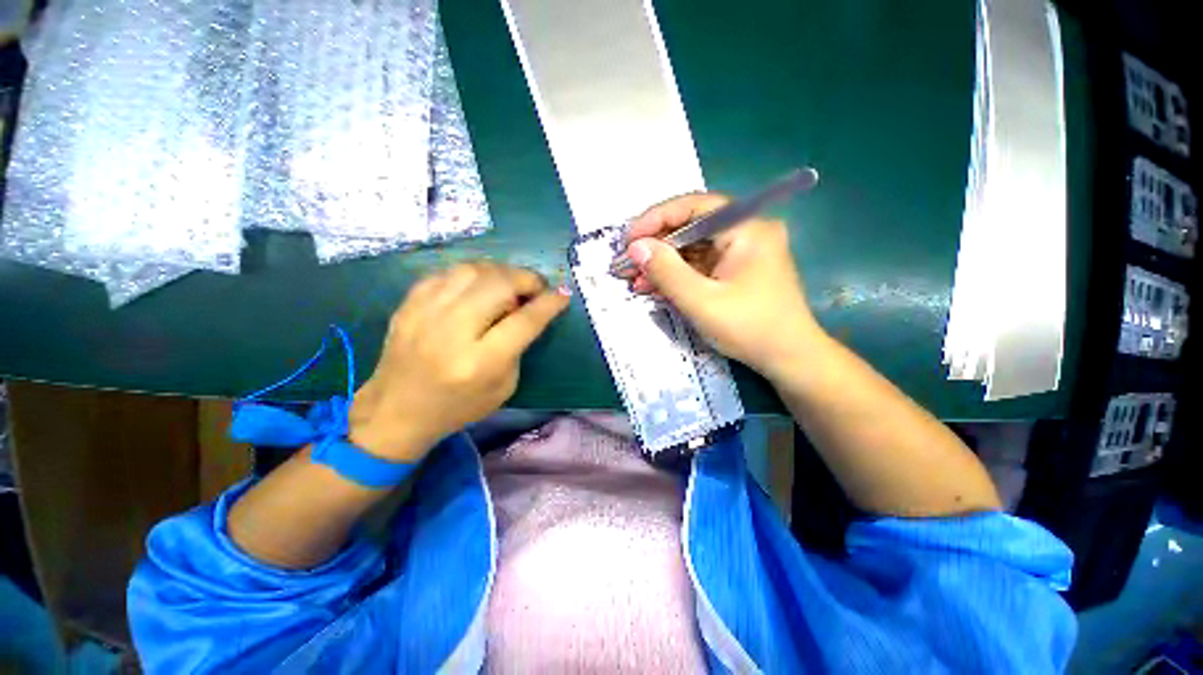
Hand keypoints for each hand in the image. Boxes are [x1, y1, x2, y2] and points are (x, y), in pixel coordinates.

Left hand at [349, 261, 569, 461]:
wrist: (396, 412)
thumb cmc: (459, 406)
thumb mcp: (505, 386)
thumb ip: (519, 345)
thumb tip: (529, 308)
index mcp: (480, 363)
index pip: (524, 321)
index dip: (549, 303)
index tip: (563, 293)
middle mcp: (452, 333)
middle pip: (498, 285)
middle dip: (526, 279)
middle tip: (535, 287)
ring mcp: (425, 314)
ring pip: (472, 270)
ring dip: (500, 272)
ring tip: (508, 285)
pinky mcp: (408, 305)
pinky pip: (447, 272)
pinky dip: (472, 275)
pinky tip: (479, 287)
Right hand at [619, 193, 821, 379]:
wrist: (789, 359)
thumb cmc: (750, 329)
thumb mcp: (702, 302)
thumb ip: (667, 272)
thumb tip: (635, 247)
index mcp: (746, 228)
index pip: (694, 207)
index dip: (656, 219)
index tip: (628, 239)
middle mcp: (745, 232)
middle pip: (691, 227)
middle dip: (656, 246)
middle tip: (626, 263)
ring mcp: (740, 252)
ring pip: (692, 248)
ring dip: (662, 264)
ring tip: (634, 280)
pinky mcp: (734, 270)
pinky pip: (699, 265)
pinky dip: (676, 275)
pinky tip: (653, 287)